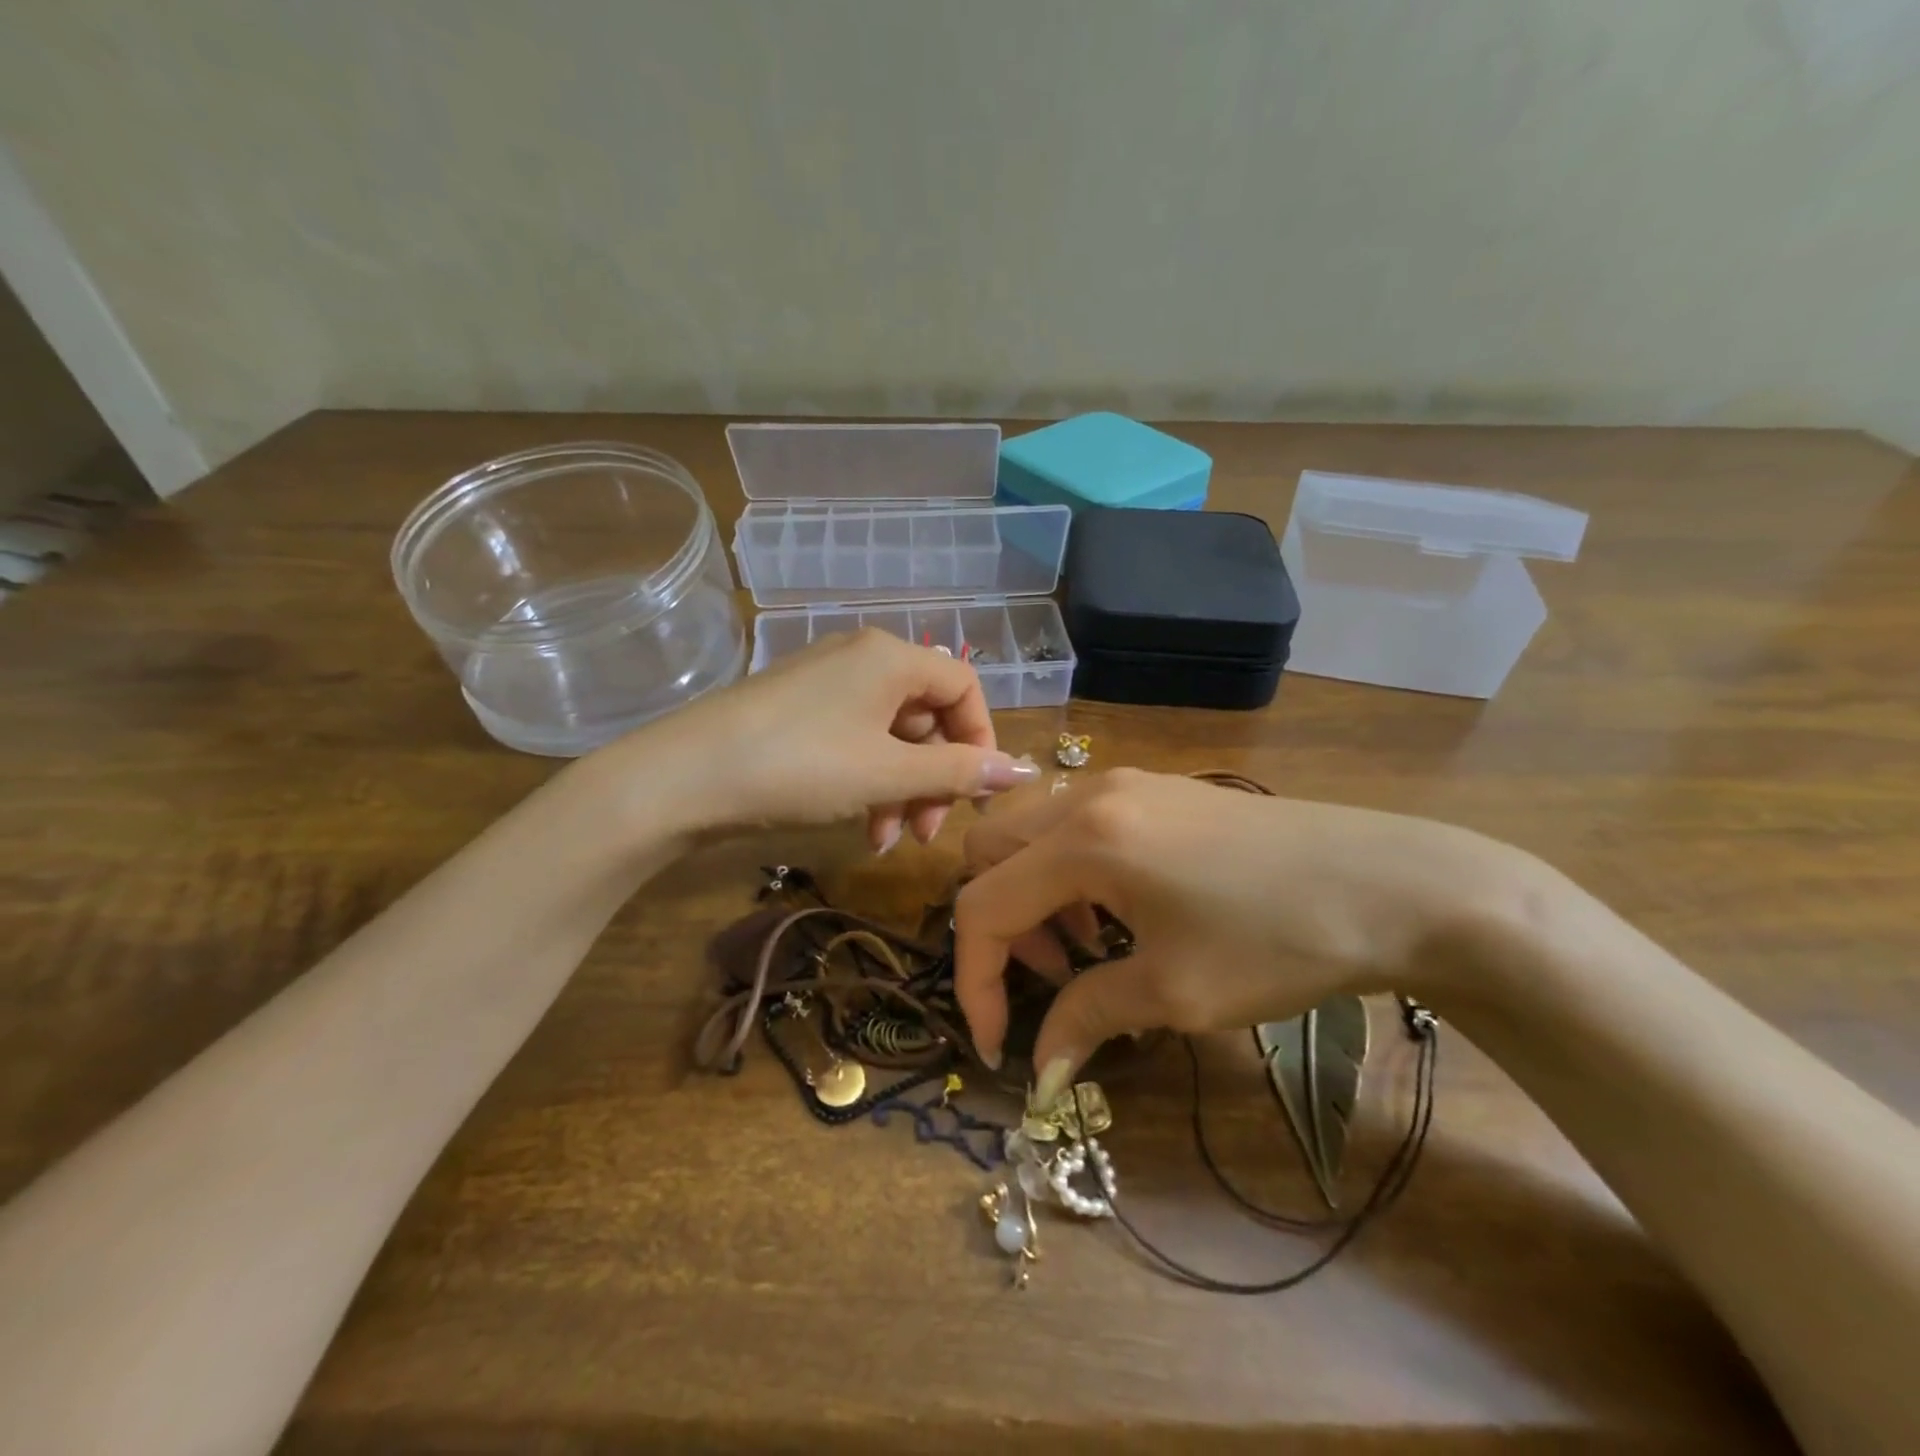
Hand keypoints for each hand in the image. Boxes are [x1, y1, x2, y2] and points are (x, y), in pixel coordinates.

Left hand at [618, 628, 1040, 844]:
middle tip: (929, 831)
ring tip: (888, 840)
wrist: (683, 778)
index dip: (982, 740)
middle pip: (927, 714)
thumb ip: (959, 772)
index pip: (964, 686)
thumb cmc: (800, 766)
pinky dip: (868, 781)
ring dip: (902, 788)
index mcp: (892, 658)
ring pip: (891, 734)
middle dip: (936, 776)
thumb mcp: (888, 773)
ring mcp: (826, 683)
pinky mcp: (798, 710)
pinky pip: (856, 740)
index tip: (979, 794)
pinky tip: (860, 826)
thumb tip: (1023, 771)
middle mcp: (862, 658)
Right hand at [953, 768, 1525, 1099]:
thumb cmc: (1280, 940)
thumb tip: (1039, 1072)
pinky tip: (1120, 909)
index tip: (1001, 1047)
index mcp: (1082, 840)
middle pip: (988, 850)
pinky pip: (1073, 821)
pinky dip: (1067, 869)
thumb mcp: (1176, 991)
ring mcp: (1122, 782)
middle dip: (1000, 924)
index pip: (983, 906)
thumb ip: (1088, 1018)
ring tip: (1087, 947)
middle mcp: (1087, 795)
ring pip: (1028, 830)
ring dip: (1032, 893)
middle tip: (1052, 977)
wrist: (1394, 883)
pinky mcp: (1154, 787)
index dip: (976, 981)